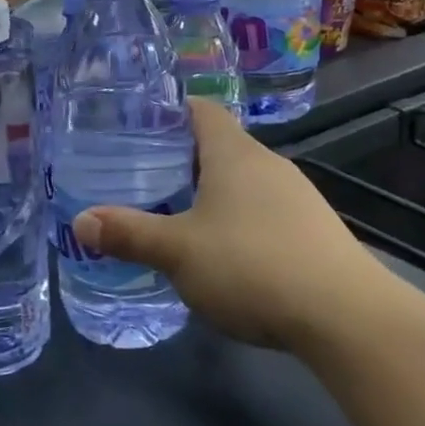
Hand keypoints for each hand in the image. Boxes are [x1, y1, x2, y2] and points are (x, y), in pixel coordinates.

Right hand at [71, 100, 394, 350]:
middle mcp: (268, 163)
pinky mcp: (314, 228)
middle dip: (184, 160)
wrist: (343, 315)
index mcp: (234, 152)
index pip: (201, 109)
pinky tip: (228, 255)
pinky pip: (266, 210)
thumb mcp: (178, 252)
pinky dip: (241, 220)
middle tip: (145, 179)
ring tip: (178, 218)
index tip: (140, 128)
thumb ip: (129, 234)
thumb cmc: (250, 265)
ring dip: (213, 193)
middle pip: (221, 146)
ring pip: (244, 180)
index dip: (171, 112)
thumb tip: (81, 221)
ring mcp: (298, 195)